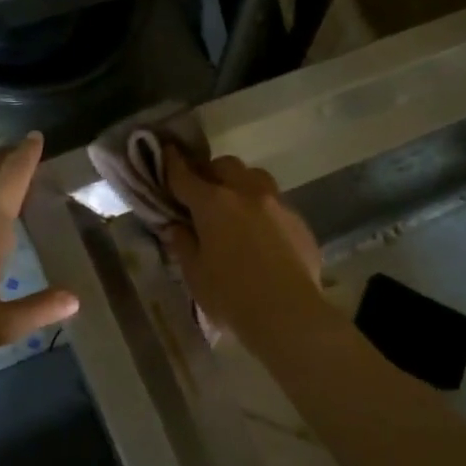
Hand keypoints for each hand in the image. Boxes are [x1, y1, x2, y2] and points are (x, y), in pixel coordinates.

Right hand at [161, 148, 326, 342]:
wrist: (289, 314)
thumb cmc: (231, 296)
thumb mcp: (194, 273)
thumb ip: (183, 243)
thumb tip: (176, 225)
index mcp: (214, 203)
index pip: (185, 175)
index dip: (172, 163)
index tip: (166, 152)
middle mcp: (247, 192)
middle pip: (225, 166)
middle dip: (209, 172)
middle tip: (200, 191)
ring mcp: (277, 204)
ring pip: (255, 177)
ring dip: (239, 183)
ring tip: (233, 205)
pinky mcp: (299, 220)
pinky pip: (276, 202)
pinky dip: (262, 208)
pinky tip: (260, 232)